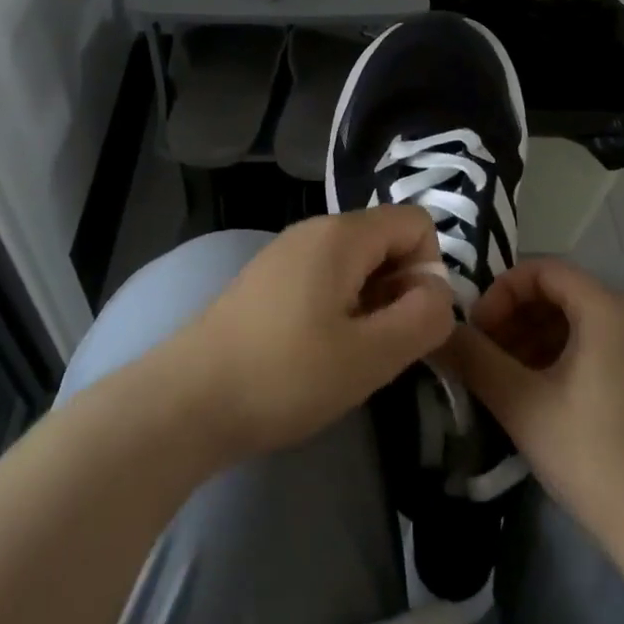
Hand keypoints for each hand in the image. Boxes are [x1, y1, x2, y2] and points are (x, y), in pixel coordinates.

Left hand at [170, 208, 453, 460]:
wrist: (186, 401)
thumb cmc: (285, 375)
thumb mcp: (371, 355)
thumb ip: (423, 318)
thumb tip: (438, 292)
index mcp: (342, 235)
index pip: (416, 223)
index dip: (428, 270)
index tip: (408, 322)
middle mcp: (313, 230)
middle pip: (385, 241)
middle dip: (399, 289)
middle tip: (380, 346)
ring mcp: (283, 254)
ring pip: (354, 264)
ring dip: (368, 304)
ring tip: (347, 355)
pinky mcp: (264, 281)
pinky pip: (323, 279)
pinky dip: (337, 309)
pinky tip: (314, 354)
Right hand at [440, 259, 623, 557]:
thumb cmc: (594, 456)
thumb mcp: (522, 405)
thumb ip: (474, 359)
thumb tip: (438, 332)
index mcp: (607, 308)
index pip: (542, 269)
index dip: (500, 292)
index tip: (475, 331)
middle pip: (560, 293)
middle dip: (513, 317)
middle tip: (483, 356)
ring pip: (577, 323)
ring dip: (533, 339)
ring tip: (504, 379)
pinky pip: (597, 347)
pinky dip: (560, 358)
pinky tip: (538, 395)